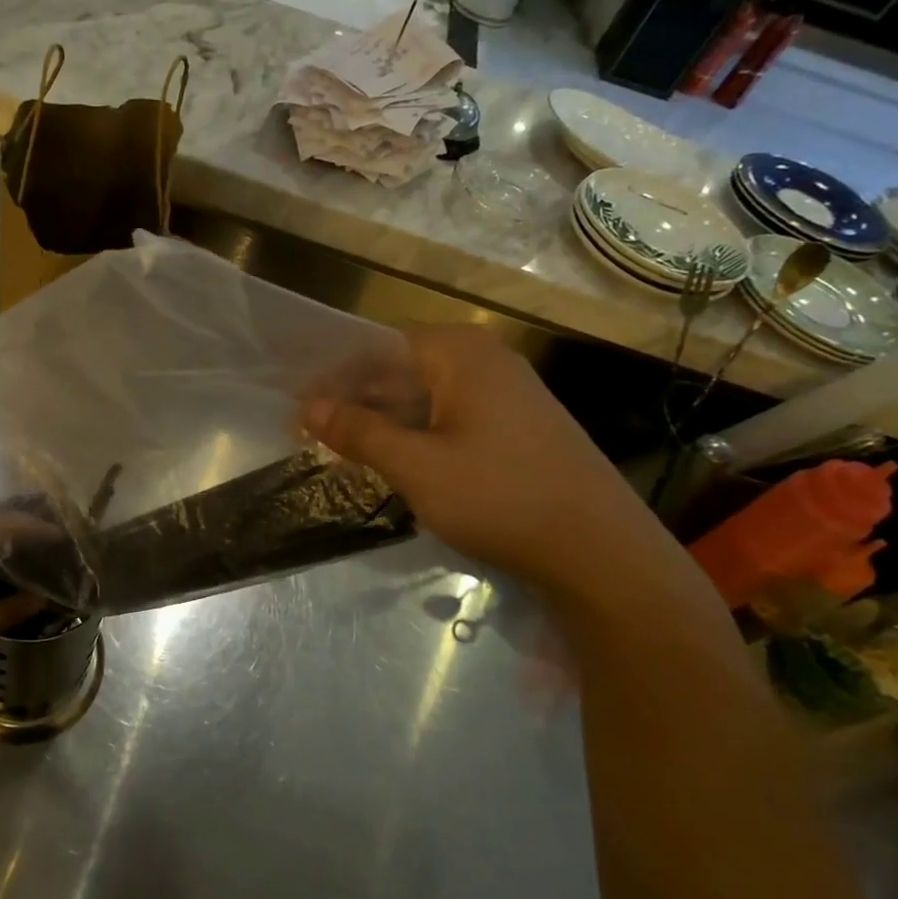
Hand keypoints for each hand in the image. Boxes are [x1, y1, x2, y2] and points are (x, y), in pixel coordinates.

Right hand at [302, 325, 673, 598]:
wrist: (600, 551)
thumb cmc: (501, 497)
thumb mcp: (418, 466)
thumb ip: (360, 432)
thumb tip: (309, 408)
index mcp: (460, 353)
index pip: (377, 346)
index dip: (333, 376)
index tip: (298, 408)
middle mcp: (484, 360)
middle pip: (401, 368)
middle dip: (355, 399)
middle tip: (311, 433)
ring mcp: (505, 393)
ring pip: (424, 395)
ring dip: (382, 419)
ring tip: (342, 449)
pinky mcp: (515, 426)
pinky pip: (449, 417)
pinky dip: (415, 433)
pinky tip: (393, 461)